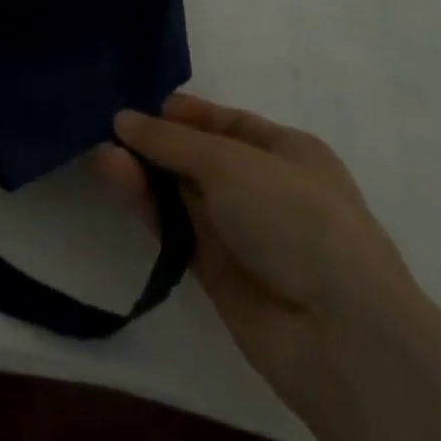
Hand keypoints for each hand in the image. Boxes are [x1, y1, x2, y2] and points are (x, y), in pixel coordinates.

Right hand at [94, 94, 422, 423]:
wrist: (340, 334)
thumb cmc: (296, 217)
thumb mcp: (231, 162)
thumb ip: (172, 142)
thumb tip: (123, 119)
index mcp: (287, 151)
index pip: (227, 123)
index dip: (185, 114)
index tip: (139, 106)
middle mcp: (265, 188)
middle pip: (199, 157)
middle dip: (156, 143)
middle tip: (107, 128)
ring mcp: (242, 233)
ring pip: (182, 193)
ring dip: (144, 171)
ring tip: (100, 152)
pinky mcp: (217, 273)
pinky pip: (174, 228)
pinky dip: (145, 204)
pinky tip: (112, 177)